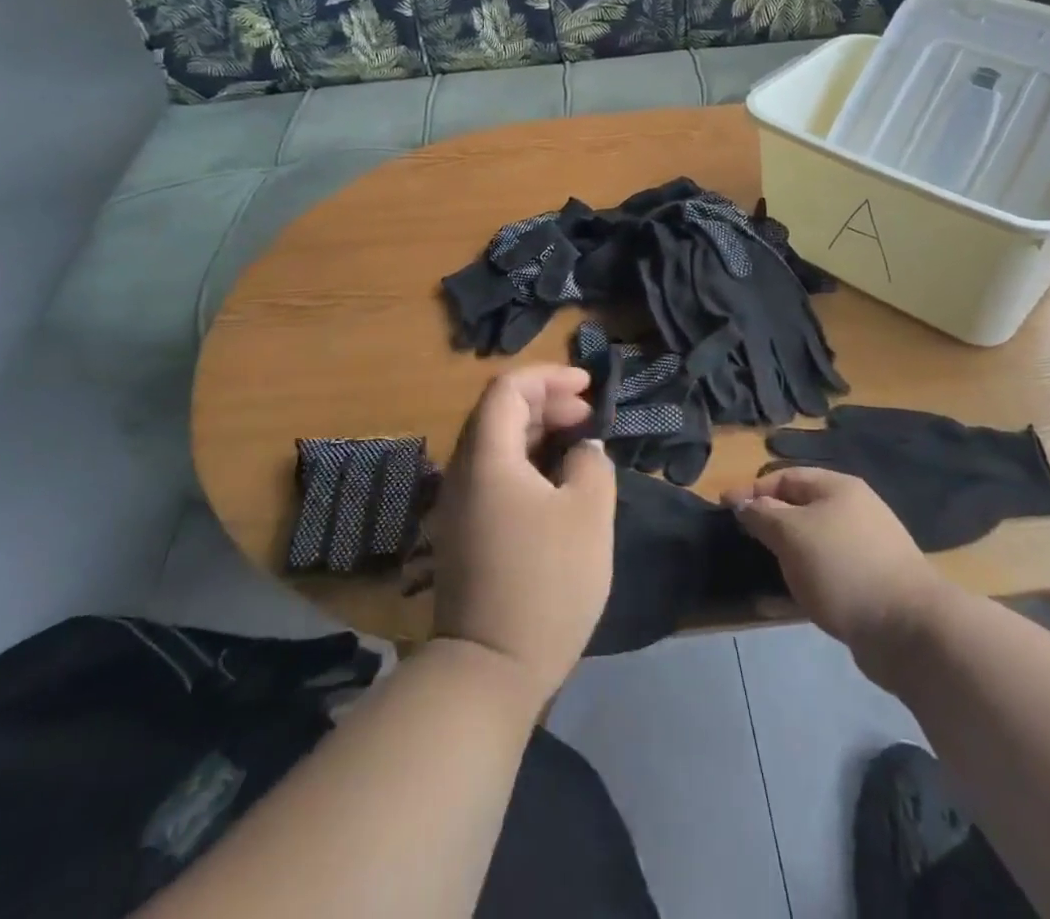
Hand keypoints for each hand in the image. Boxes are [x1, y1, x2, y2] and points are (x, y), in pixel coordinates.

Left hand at [431, 366, 615, 703]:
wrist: (489, 671)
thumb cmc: (546, 582)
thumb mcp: (589, 514)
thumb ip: (591, 464)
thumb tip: (582, 452)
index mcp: (487, 457)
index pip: (507, 389)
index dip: (549, 377)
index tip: (588, 387)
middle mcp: (462, 472)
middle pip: (498, 414)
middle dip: (546, 403)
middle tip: (588, 417)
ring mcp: (458, 506)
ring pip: (496, 446)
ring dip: (537, 433)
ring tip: (579, 444)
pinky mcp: (463, 534)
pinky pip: (494, 476)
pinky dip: (526, 463)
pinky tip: (557, 484)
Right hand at [725, 467, 943, 669]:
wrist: (909, 629)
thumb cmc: (843, 567)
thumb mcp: (792, 534)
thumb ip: (763, 515)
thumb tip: (743, 502)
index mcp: (839, 487)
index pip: (786, 477)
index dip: (754, 490)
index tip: (725, 508)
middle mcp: (855, 510)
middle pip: (802, 508)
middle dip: (771, 523)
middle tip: (745, 541)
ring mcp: (867, 547)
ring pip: (814, 542)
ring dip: (788, 554)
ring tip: (764, 571)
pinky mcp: (872, 582)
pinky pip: (829, 571)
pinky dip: (807, 579)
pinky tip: (791, 598)